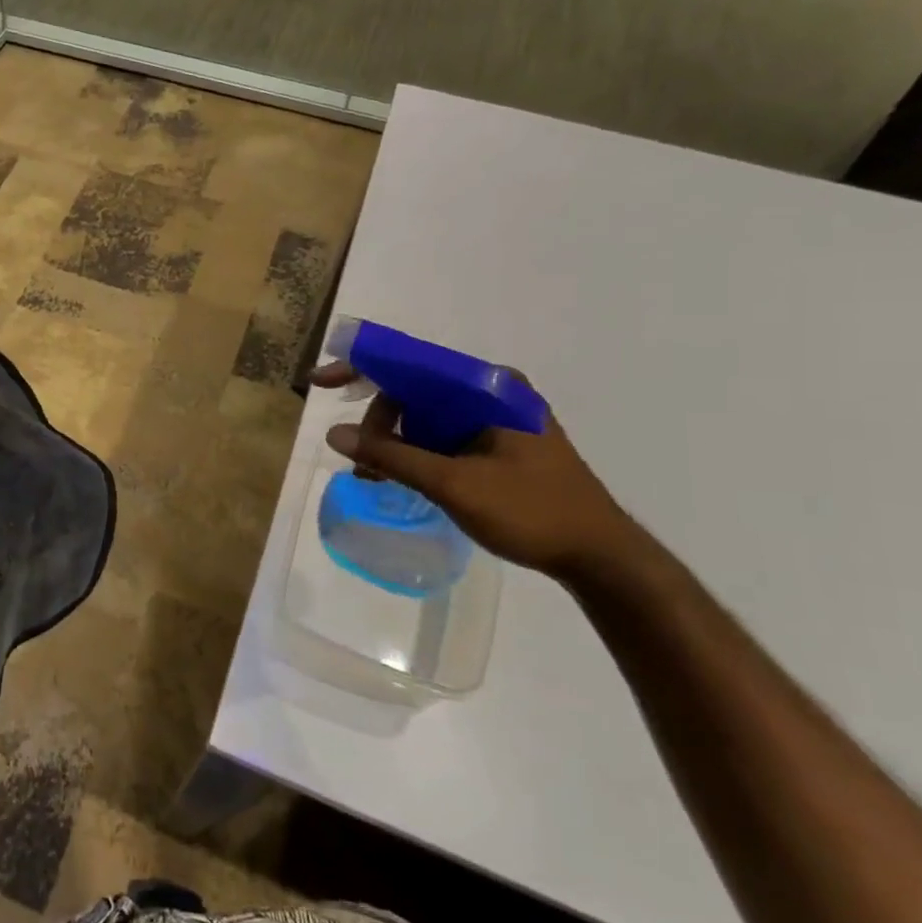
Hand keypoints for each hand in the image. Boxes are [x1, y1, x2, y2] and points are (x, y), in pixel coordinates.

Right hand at [310, 363, 645, 581]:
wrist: (601, 558)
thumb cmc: (531, 512)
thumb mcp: (453, 484)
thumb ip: (392, 456)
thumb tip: (334, 434)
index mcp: (490, 388)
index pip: (412, 364)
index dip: (361, 368)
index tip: (320, 381)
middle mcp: (494, 393)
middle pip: (416, 390)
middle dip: (379, 419)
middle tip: (359, 456)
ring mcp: (499, 418)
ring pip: (427, 415)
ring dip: (394, 440)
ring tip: (370, 473)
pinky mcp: (500, 443)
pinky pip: (443, 434)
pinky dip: (416, 452)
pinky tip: (396, 476)